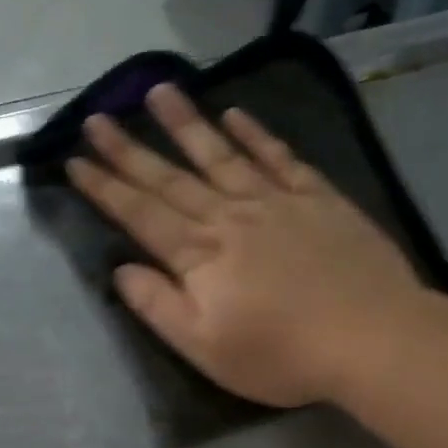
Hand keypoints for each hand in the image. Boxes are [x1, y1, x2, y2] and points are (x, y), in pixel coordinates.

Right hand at [67, 83, 423, 407]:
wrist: (371, 337)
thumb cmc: (281, 355)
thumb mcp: (205, 348)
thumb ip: (159, 306)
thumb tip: (121, 270)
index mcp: (199, 256)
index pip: (141, 215)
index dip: (105, 188)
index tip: (75, 161)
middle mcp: (230, 216)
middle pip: (170, 177)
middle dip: (128, 149)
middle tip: (97, 117)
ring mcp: (275, 201)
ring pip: (220, 154)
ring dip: (185, 124)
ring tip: (157, 91)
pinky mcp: (317, 198)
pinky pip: (279, 157)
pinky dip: (255, 133)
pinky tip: (236, 114)